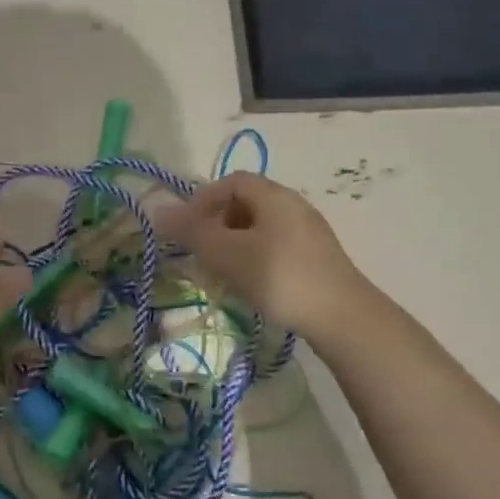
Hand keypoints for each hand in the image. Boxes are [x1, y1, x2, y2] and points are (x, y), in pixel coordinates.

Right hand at [156, 173, 362, 336]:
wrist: (342, 318)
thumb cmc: (279, 277)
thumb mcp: (228, 253)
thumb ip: (192, 231)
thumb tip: (157, 210)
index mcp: (274, 196)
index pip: (231, 181)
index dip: (203, 199)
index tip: (187, 228)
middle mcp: (293, 206)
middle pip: (245, 203)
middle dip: (217, 224)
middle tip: (202, 253)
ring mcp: (308, 233)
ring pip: (259, 229)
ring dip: (234, 245)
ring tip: (222, 274)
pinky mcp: (316, 259)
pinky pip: (275, 248)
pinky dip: (254, 259)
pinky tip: (250, 286)